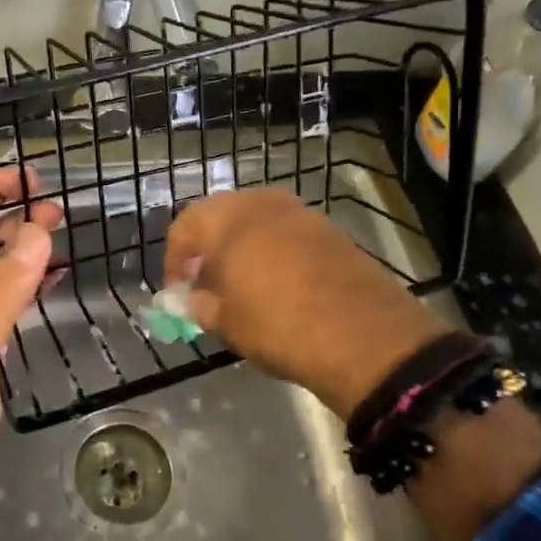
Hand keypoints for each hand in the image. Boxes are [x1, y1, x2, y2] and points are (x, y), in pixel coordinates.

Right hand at [163, 189, 448, 419]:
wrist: (365, 337)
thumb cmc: (278, 325)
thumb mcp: (226, 322)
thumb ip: (198, 304)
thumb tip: (188, 300)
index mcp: (227, 218)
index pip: (184, 227)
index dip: (175, 261)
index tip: (178, 293)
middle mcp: (262, 203)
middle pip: (221, 218)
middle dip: (208, 250)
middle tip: (206, 286)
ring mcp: (301, 213)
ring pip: (256, 223)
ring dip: (242, 250)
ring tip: (243, 289)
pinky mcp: (331, 231)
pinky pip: (287, 234)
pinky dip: (274, 253)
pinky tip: (280, 288)